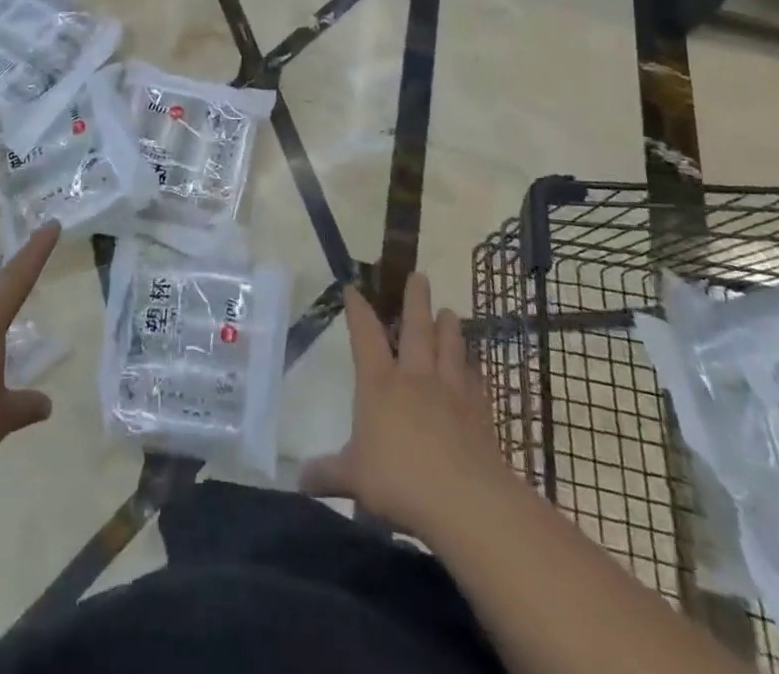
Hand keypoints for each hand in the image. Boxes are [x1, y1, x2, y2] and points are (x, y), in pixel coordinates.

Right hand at [299, 272, 504, 541]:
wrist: (465, 501)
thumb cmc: (400, 481)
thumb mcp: (353, 479)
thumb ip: (327, 473)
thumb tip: (298, 478)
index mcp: (380, 383)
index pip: (365, 335)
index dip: (358, 310)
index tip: (354, 289)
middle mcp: (415, 377)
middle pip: (417, 329)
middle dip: (416, 300)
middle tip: (420, 276)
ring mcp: (451, 392)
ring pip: (450, 348)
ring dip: (450, 328)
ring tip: (450, 312)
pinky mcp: (480, 414)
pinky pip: (476, 383)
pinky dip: (474, 372)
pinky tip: (476, 369)